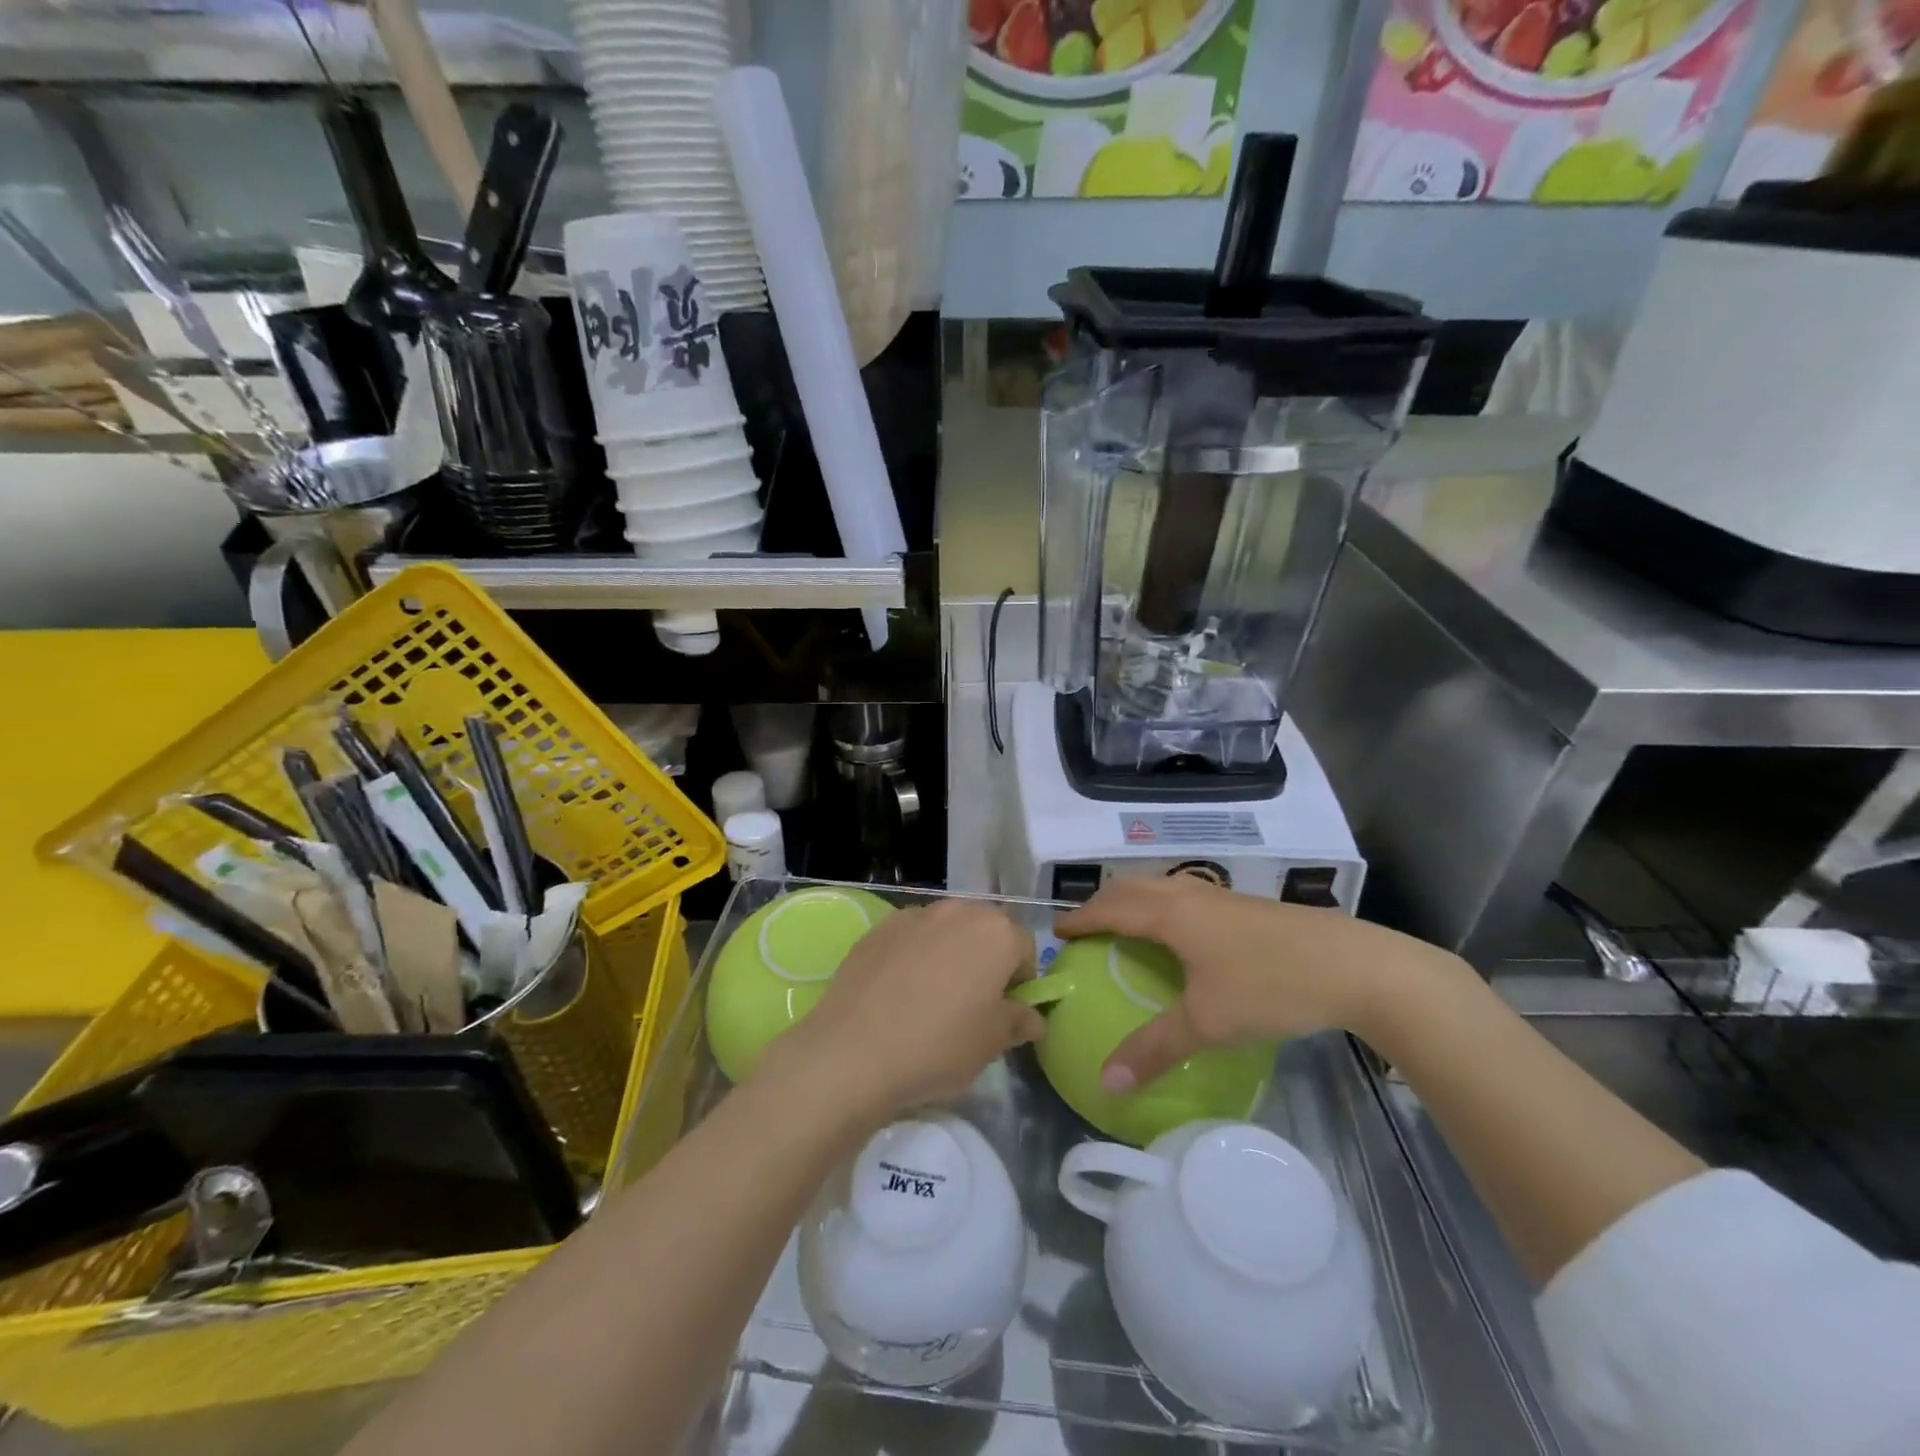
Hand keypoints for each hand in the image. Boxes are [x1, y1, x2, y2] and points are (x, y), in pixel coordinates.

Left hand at [754, 899, 1044, 1125]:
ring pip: (946, 930)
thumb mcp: (992, 1043)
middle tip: (971, 1002)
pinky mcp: (879, 927)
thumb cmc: (938, 1046)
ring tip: (931, 997)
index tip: (1005, 1011)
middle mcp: (958, 911)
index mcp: (996, 933)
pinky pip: (910, 937)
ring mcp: (915, 915)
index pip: (1024, 947)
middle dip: (986, 959)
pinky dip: (913, 955)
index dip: (1020, 980)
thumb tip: (1031, 1016)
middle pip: (985, 930)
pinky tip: (898, 992)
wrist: (853, 1051)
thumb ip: (1019, 1021)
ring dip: (949, 953)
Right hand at [1056, 877, 1459, 1092]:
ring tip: (1125, 926)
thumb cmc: (1271, 986)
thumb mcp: (1208, 1023)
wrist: (1355, 966)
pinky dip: (1163, 906)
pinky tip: (1181, 935)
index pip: (1110, 908)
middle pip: (1132, 888)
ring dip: (1134, 900)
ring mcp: (1221, 896)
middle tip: (1085, 928)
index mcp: (1170, 914)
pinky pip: (1186, 895)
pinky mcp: (1246, 906)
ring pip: (1162, 887)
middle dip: (1103, 903)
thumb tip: (1106, 1082)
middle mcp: (1189, 894)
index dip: (1080, 919)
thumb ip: (1154, 1050)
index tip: (1056, 934)